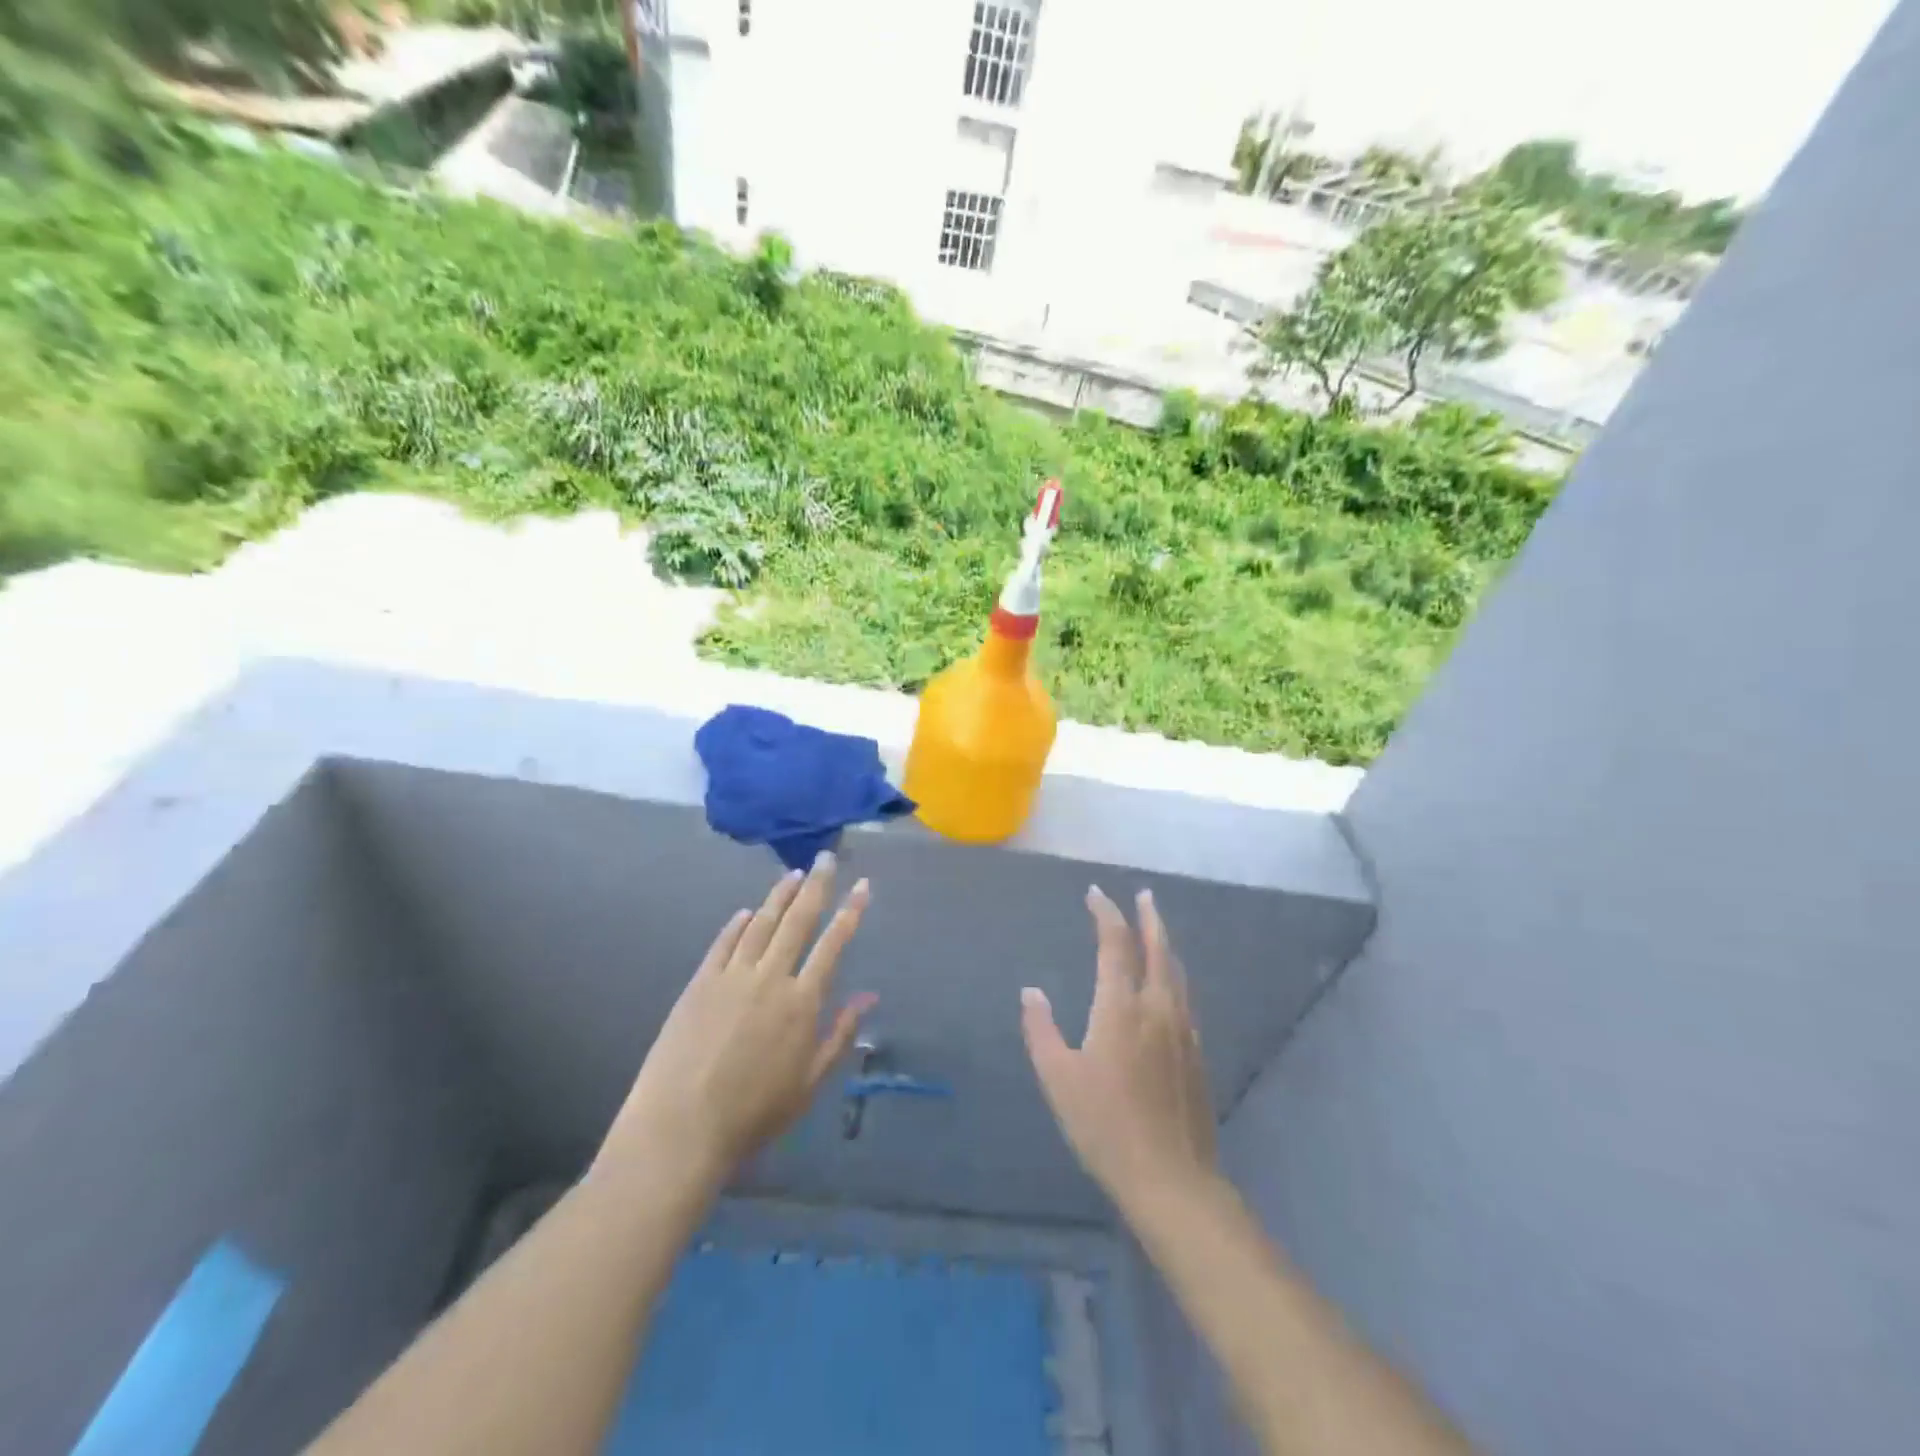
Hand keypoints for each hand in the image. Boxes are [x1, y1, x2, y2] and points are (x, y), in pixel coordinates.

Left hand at [598, 853, 876, 1189]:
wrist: (681, 1127)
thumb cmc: (754, 1113)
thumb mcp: (809, 1082)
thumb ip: (840, 1034)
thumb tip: (868, 996)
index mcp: (802, 1002)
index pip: (833, 944)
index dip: (851, 912)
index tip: (863, 885)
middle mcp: (770, 978)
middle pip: (798, 921)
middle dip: (817, 886)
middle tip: (826, 858)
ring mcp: (731, 976)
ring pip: (761, 924)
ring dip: (779, 896)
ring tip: (793, 874)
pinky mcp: (699, 983)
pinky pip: (723, 943)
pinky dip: (737, 924)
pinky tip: (746, 912)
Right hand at [1022, 886, 1217, 1205]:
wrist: (1171, 1178)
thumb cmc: (1105, 1125)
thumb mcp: (1058, 1078)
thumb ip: (1041, 1030)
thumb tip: (1031, 991)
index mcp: (1121, 1007)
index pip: (1115, 944)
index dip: (1106, 914)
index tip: (1095, 894)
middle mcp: (1157, 1007)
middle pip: (1158, 948)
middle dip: (1149, 917)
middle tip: (1143, 894)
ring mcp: (1183, 1030)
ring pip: (1176, 972)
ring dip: (1165, 943)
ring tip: (1156, 929)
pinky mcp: (1196, 1053)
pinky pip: (1185, 997)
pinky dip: (1174, 974)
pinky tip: (1169, 985)